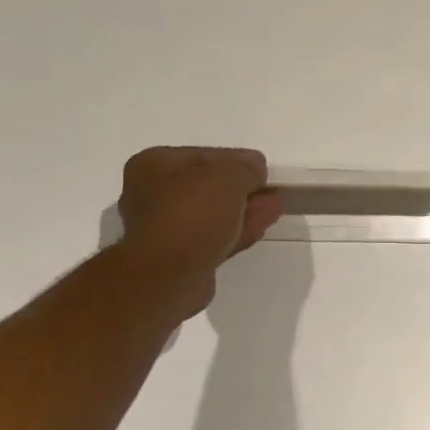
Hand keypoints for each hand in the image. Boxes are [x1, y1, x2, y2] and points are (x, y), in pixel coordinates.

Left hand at [117, 147, 280, 318]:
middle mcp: (153, 195)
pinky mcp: (181, 258)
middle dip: (243, 188)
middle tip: (272, 189)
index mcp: (153, 165)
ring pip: (214, 214)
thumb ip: (245, 166)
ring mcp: (166, 229)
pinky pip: (215, 237)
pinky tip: (263, 224)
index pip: (202, 156)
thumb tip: (255, 167)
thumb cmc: (192, 212)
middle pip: (207, 186)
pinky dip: (239, 229)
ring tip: (276, 206)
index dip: (235, 160)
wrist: (169, 274)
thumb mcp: (227, 175)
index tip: (261, 169)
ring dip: (245, 209)